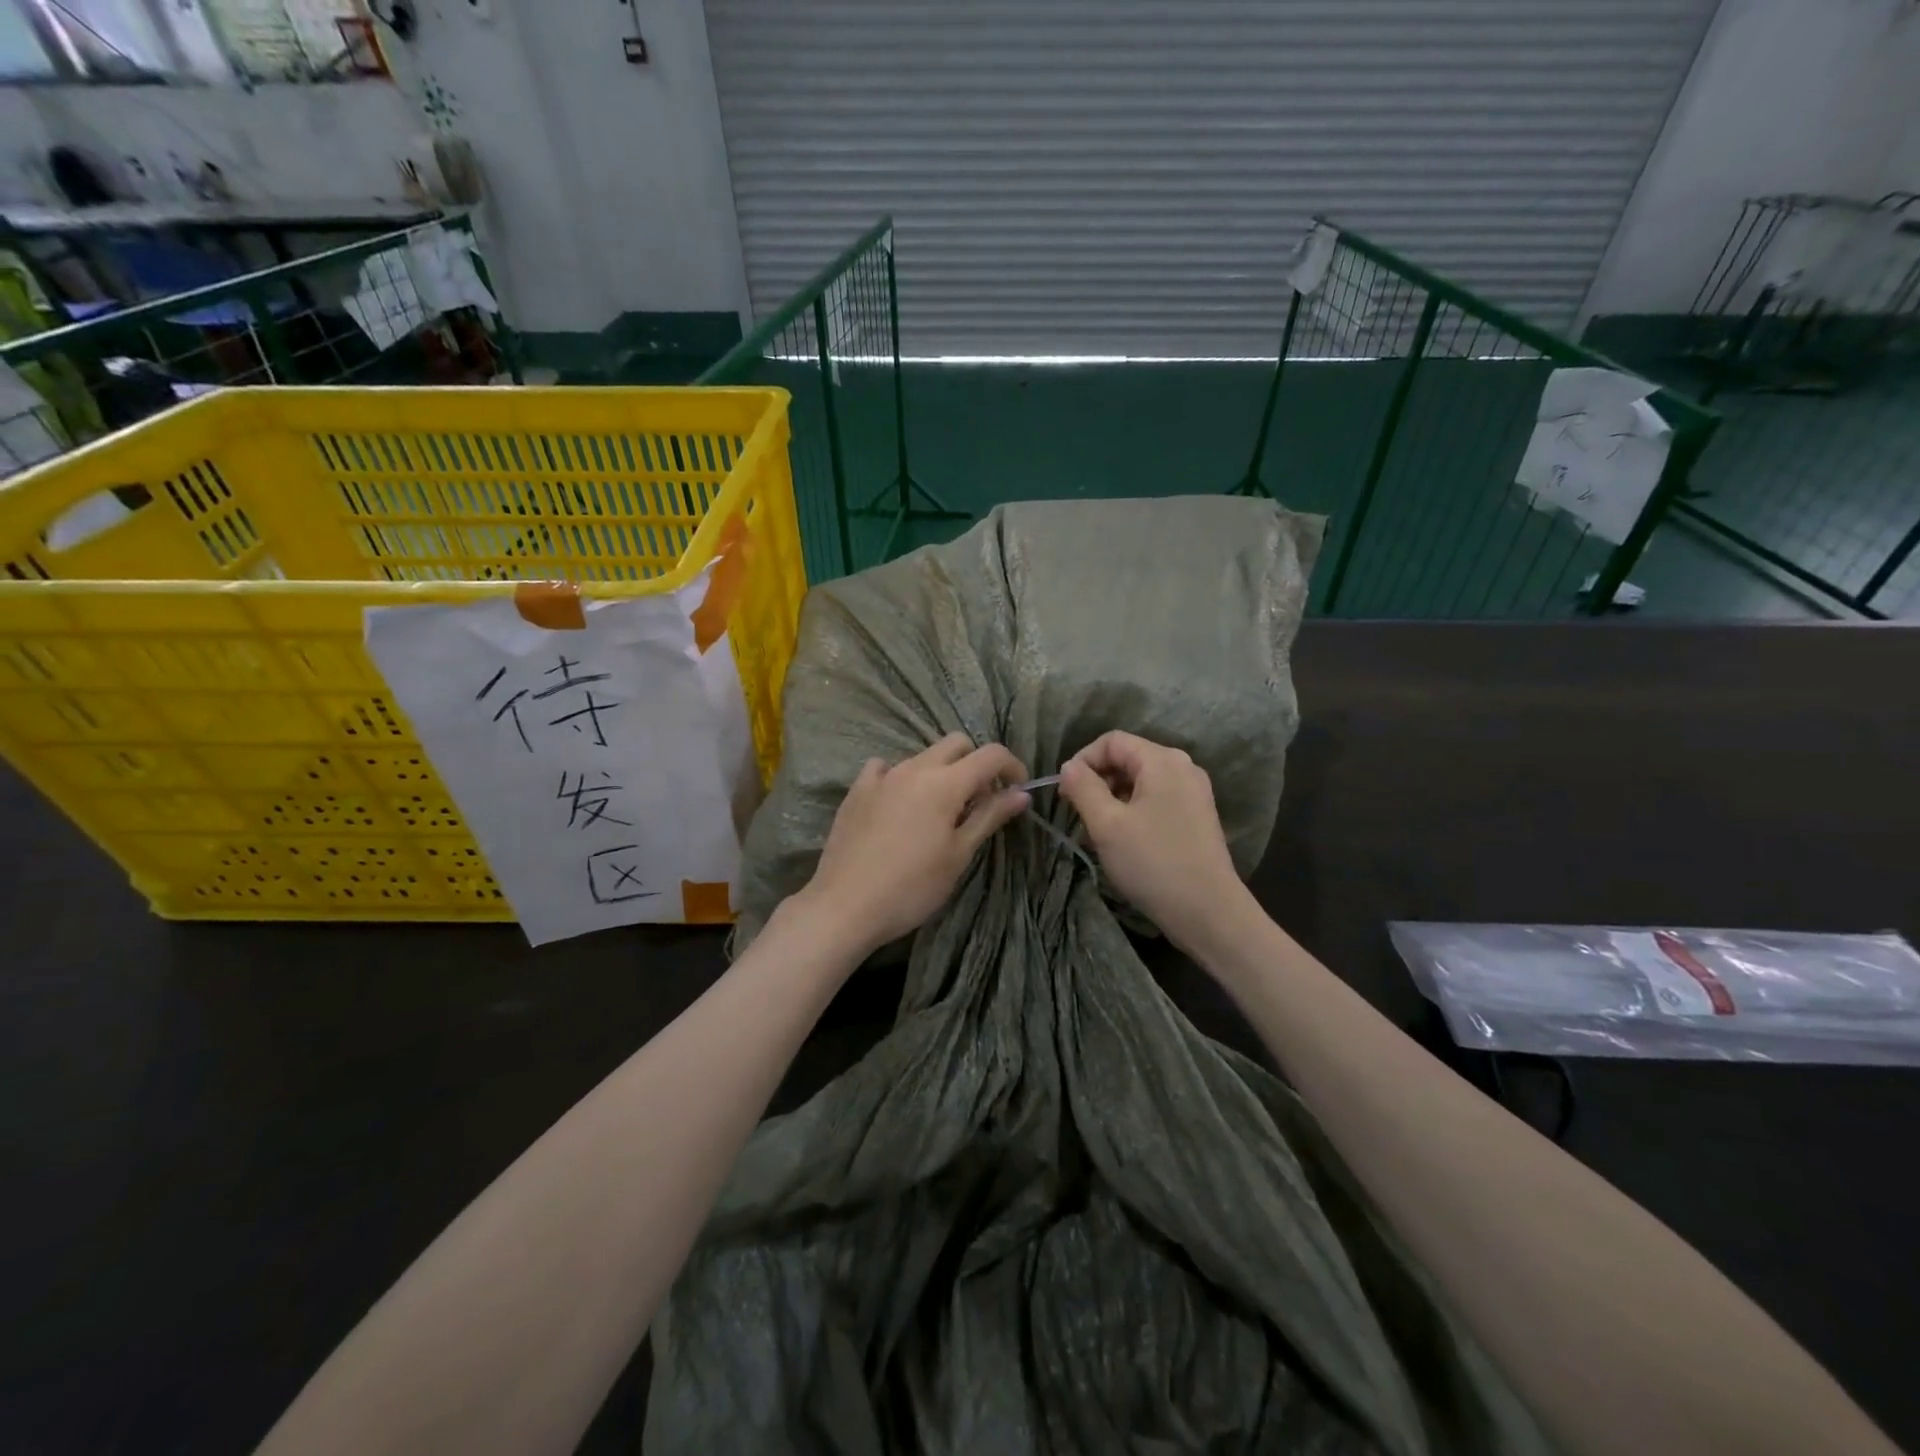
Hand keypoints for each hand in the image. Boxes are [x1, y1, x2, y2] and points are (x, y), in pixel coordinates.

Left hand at [798, 733, 1029, 956]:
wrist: (846, 905)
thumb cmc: (912, 886)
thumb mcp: (959, 854)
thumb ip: (989, 817)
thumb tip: (1021, 794)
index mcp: (945, 782)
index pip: (991, 755)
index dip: (1012, 766)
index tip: (1018, 791)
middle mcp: (914, 768)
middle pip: (956, 744)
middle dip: (976, 763)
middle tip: (981, 800)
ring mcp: (882, 776)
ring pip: (922, 756)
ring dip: (941, 772)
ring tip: (940, 810)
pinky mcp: (857, 790)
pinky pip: (885, 768)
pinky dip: (901, 777)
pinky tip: (899, 804)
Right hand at [1059, 731, 1250, 954]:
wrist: (1208, 911)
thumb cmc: (1153, 862)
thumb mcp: (1106, 824)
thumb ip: (1083, 788)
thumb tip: (1069, 767)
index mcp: (1162, 761)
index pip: (1111, 741)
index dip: (1083, 760)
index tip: (1065, 794)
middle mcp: (1183, 767)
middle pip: (1128, 758)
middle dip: (1098, 780)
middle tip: (1078, 813)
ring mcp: (1194, 791)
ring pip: (1142, 780)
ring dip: (1114, 797)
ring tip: (1099, 830)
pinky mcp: (1198, 815)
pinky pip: (1157, 798)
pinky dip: (1134, 809)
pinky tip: (1125, 839)